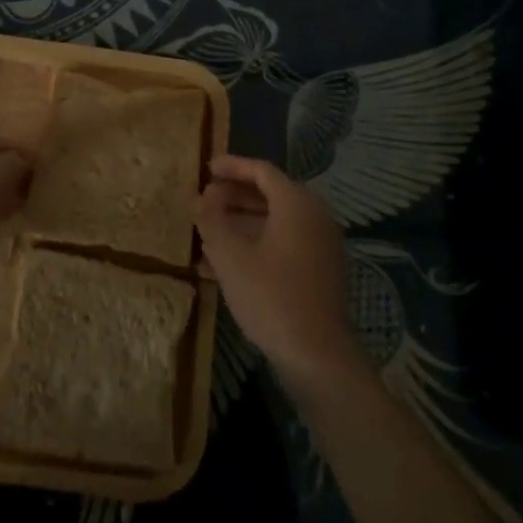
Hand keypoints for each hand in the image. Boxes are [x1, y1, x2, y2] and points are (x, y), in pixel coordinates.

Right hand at [196, 154, 360, 395]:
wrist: (317, 355)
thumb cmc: (270, 296)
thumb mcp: (230, 255)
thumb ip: (211, 219)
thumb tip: (200, 196)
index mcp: (296, 203)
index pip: (261, 171)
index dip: (232, 166)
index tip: (205, 169)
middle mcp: (315, 215)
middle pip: (271, 193)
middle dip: (234, 194)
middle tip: (205, 199)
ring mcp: (322, 243)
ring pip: (277, 219)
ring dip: (243, 220)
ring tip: (209, 229)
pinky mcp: (321, 268)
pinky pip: (286, 240)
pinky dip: (258, 240)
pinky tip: (229, 259)